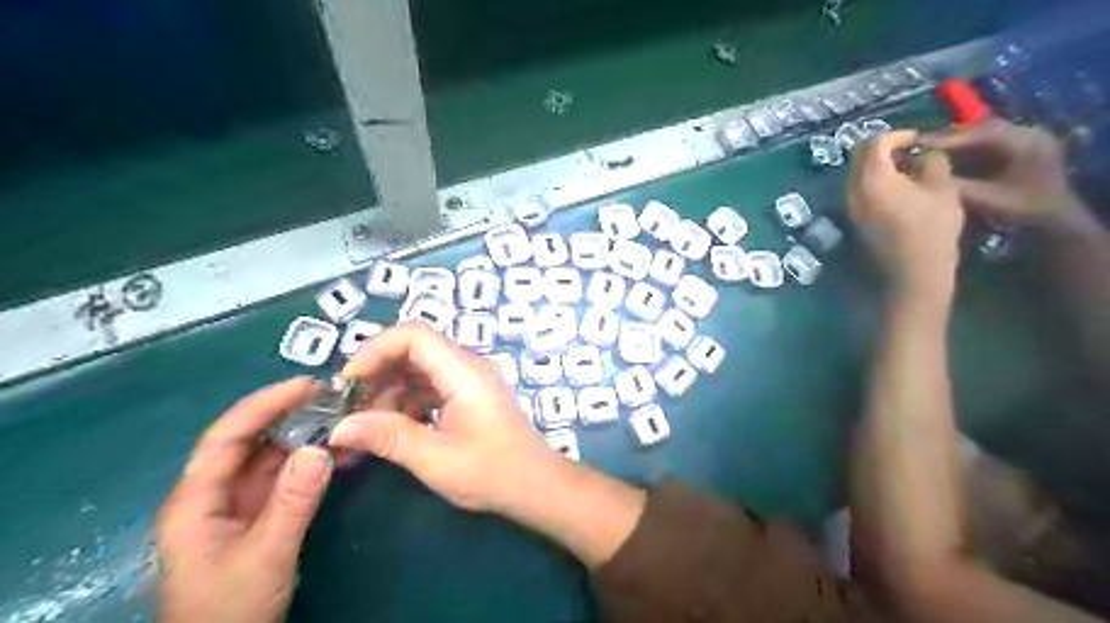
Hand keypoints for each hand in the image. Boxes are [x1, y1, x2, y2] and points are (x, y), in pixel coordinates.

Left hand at [155, 377, 331, 622]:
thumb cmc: (229, 608)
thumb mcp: (265, 555)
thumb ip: (292, 502)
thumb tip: (320, 448)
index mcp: (196, 499)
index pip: (228, 436)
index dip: (265, 404)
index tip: (308, 385)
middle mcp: (213, 493)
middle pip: (248, 440)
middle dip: (287, 414)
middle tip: (332, 397)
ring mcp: (236, 505)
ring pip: (268, 457)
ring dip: (301, 436)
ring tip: (339, 417)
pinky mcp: (256, 516)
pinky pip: (282, 477)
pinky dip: (307, 461)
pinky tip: (333, 452)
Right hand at [325, 325, 560, 512]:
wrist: (538, 486)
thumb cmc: (493, 473)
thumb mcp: (435, 459)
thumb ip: (388, 437)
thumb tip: (339, 427)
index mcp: (464, 372)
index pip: (414, 335)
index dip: (376, 350)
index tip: (349, 382)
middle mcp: (468, 367)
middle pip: (415, 349)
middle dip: (378, 372)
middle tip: (351, 405)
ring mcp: (470, 381)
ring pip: (421, 369)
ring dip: (391, 390)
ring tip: (368, 424)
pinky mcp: (470, 397)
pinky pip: (432, 386)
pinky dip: (408, 401)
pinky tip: (393, 428)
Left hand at [851, 130, 964, 295]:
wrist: (913, 271)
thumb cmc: (932, 228)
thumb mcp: (942, 187)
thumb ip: (930, 161)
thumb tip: (922, 153)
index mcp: (872, 178)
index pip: (875, 143)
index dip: (897, 135)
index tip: (917, 138)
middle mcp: (852, 190)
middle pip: (859, 157)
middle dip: (883, 148)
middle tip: (910, 151)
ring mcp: (850, 207)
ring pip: (857, 175)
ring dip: (878, 166)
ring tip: (908, 170)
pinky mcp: (854, 220)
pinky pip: (859, 191)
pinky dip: (874, 182)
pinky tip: (899, 189)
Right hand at [920, 117, 1083, 225]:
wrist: (1056, 218)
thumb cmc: (1022, 209)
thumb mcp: (985, 199)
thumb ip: (955, 185)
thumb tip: (920, 176)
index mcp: (1025, 142)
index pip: (979, 133)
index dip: (945, 138)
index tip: (916, 144)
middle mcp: (1029, 132)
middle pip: (981, 129)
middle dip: (948, 137)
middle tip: (917, 145)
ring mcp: (1027, 137)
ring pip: (983, 133)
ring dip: (956, 140)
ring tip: (927, 149)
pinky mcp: (1022, 145)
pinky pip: (989, 141)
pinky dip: (966, 146)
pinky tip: (947, 155)